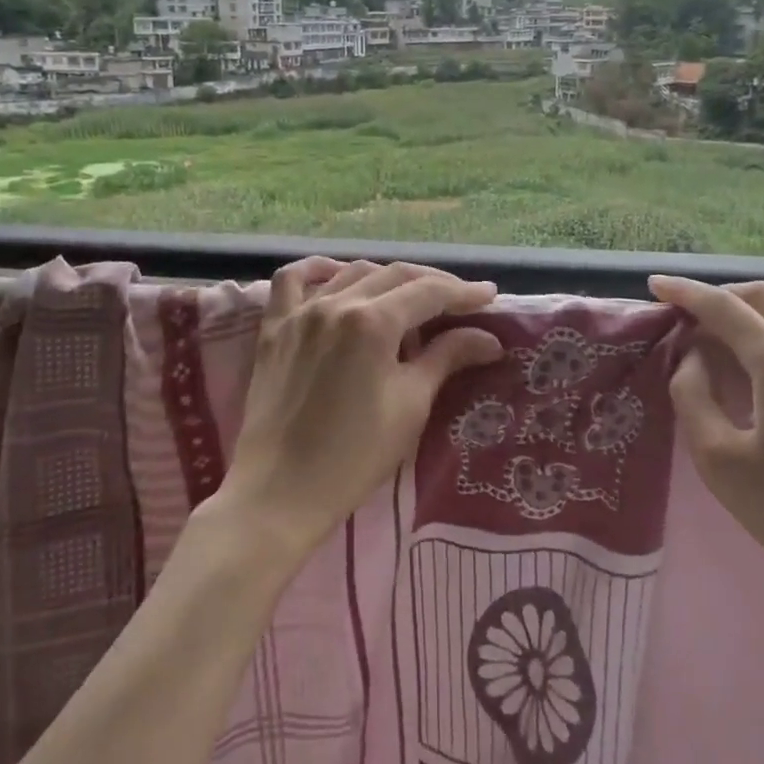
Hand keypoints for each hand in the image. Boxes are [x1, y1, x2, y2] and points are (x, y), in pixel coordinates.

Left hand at [217, 258, 504, 555]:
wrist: (280, 492)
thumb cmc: (354, 456)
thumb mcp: (410, 405)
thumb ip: (446, 358)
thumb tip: (489, 338)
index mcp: (372, 322)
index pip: (428, 292)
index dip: (463, 292)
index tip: (489, 296)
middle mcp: (335, 303)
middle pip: (393, 275)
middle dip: (432, 283)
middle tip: (460, 300)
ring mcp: (299, 313)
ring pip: (351, 273)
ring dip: (386, 278)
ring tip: (409, 298)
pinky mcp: (274, 328)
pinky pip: (292, 280)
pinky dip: (318, 270)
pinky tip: (336, 275)